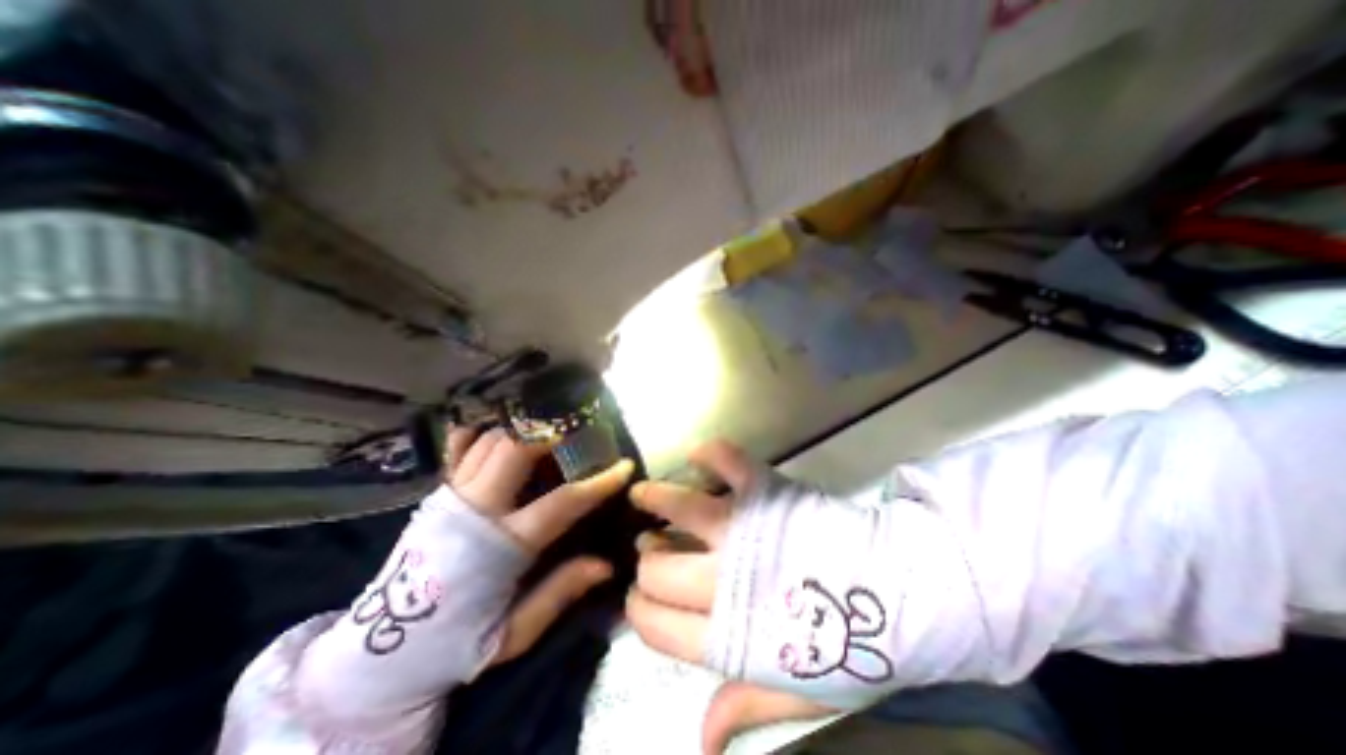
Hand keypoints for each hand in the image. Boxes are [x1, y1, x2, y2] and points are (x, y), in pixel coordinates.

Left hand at [444, 428, 631, 664]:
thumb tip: (606, 564)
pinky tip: (500, 428)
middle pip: (515, 450)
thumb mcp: (514, 633)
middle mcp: (475, 512)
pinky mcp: (436, 495)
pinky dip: (481, 433)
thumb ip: (559, 594)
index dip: (598, 482)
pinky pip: (459, 449)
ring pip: (491, 442)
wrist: (381, 654)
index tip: (623, 466)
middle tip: (577, 431)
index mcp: (500, 548)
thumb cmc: (457, 645)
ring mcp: (451, 497)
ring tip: (548, 431)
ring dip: (523, 429)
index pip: (562, 503)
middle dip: (550, 432)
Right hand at [627, 440, 836, 750]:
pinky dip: (709, 454)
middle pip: (656, 568)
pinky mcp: (765, 490)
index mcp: (729, 635)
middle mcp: (724, 579)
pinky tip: (698, 457)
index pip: (654, 624)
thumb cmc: (852, 646)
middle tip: (653, 549)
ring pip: (677, 508)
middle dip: (646, 561)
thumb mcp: (800, 691)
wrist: (905, 592)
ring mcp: (743, 528)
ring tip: (643, 495)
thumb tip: (701, 740)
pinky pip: (726, 461)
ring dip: (652, 499)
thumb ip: (745, 705)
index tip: (640, 597)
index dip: (638, 610)